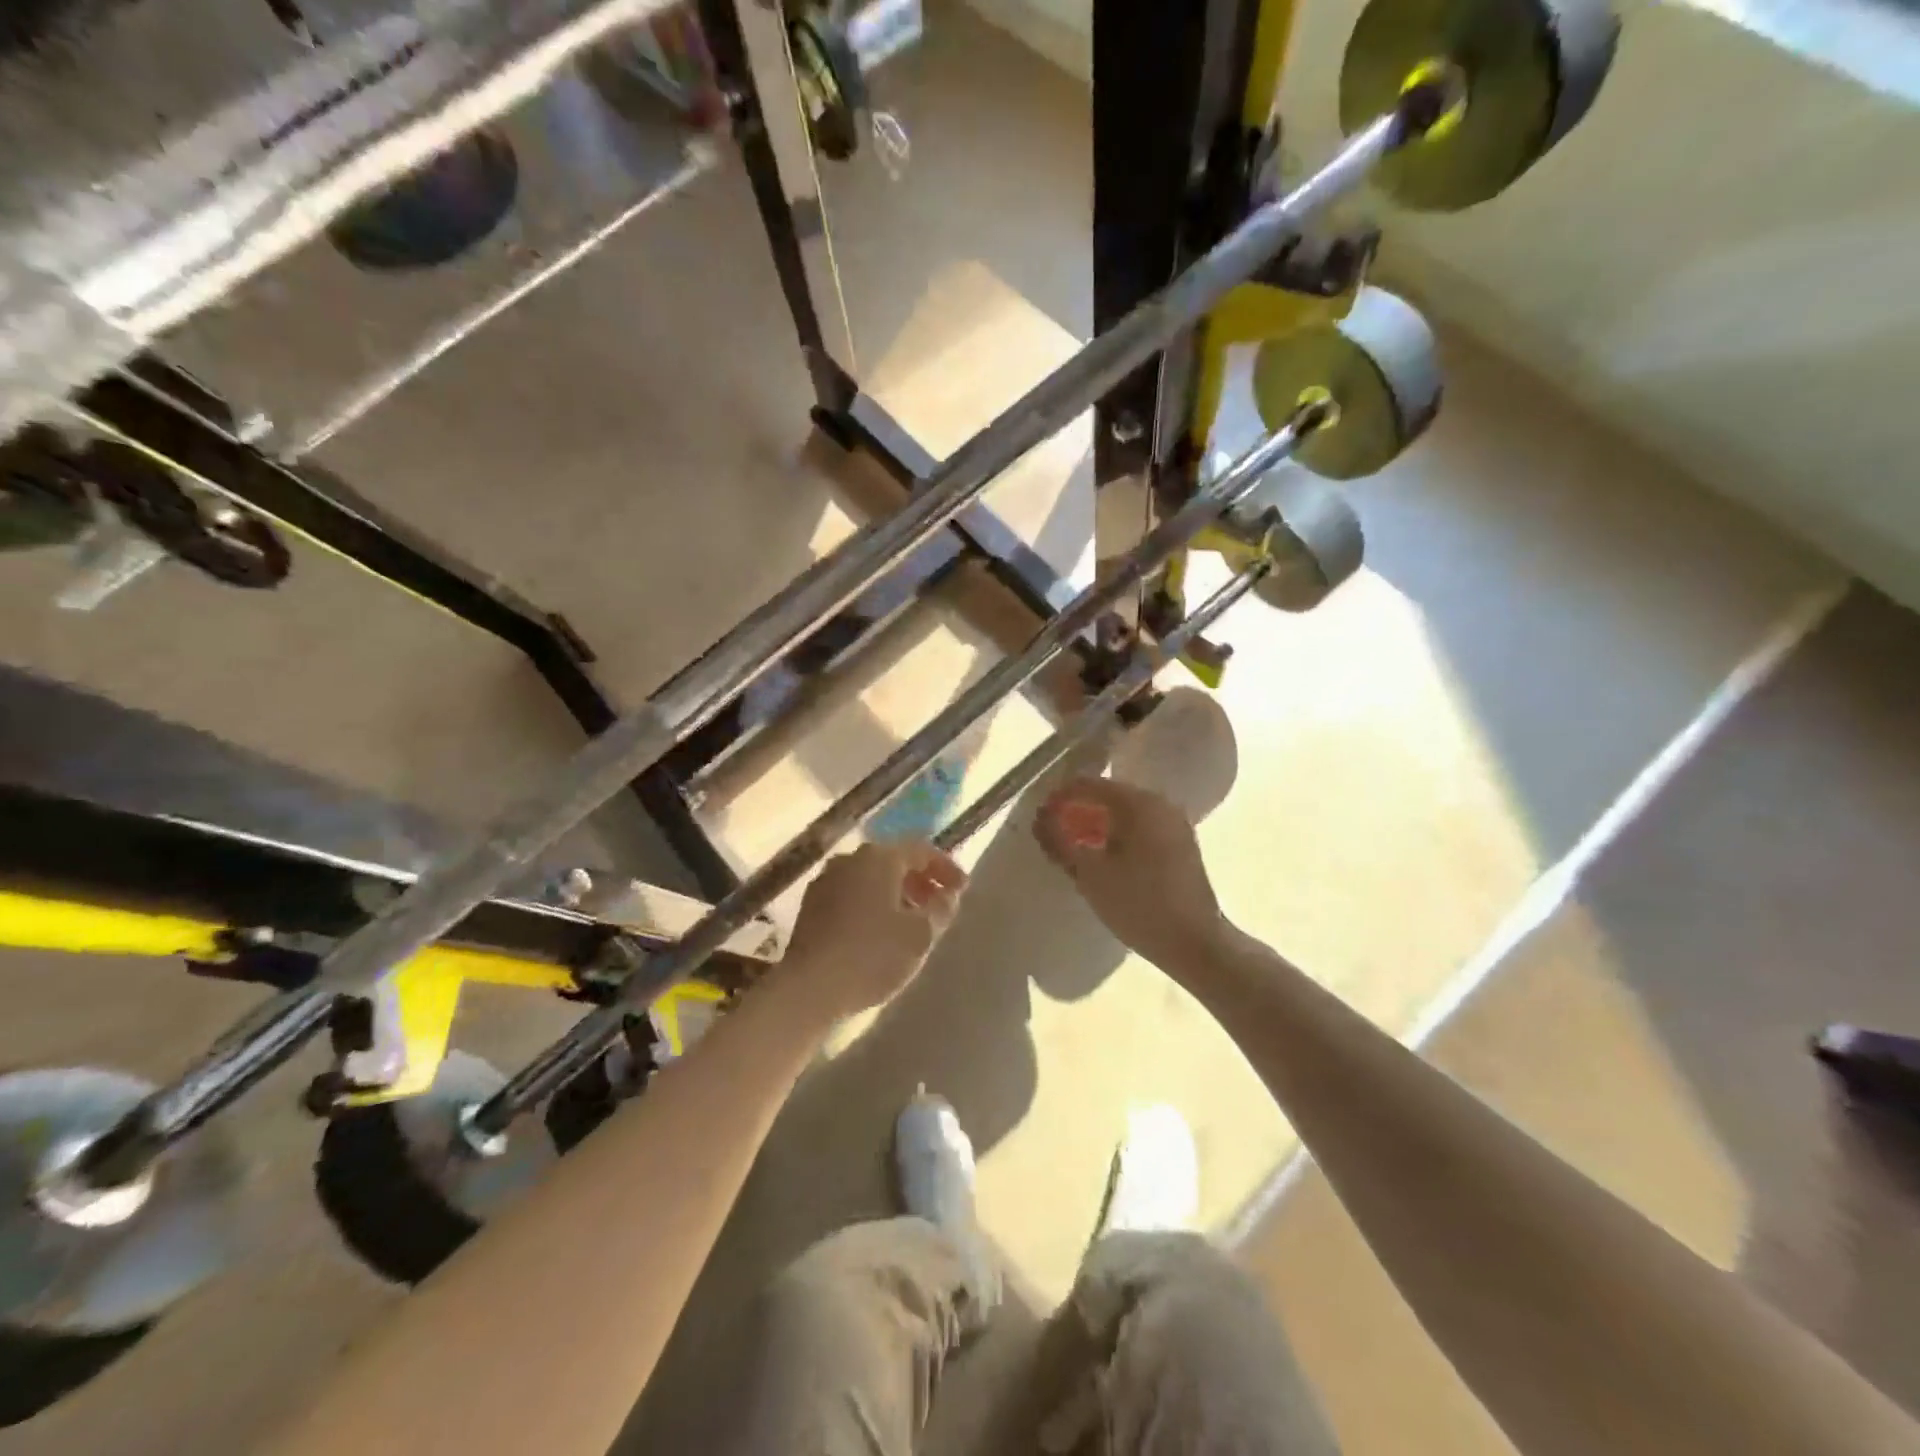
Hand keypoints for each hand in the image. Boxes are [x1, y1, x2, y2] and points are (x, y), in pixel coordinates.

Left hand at [781, 841, 967, 1019]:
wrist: (810, 987)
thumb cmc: (874, 955)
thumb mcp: (921, 934)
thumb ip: (941, 908)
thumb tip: (948, 894)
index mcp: (879, 857)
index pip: (921, 850)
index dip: (946, 867)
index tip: (962, 890)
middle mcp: (850, 859)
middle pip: (893, 861)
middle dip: (919, 880)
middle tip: (938, 905)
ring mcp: (826, 881)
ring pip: (870, 878)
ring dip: (895, 893)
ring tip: (911, 921)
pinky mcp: (810, 906)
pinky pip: (851, 894)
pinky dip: (871, 904)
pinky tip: (880, 931)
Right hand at [1033, 776, 1226, 970]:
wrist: (1195, 945)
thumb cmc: (1138, 904)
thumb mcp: (1089, 873)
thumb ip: (1059, 841)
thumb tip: (1041, 819)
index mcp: (1139, 803)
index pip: (1088, 785)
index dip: (1059, 798)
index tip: (1039, 819)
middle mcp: (1160, 804)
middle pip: (1108, 796)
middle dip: (1077, 813)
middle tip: (1054, 836)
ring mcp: (1175, 825)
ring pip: (1124, 815)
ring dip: (1096, 827)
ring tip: (1075, 851)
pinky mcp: (1181, 846)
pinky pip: (1140, 830)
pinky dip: (1117, 838)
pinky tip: (1104, 861)